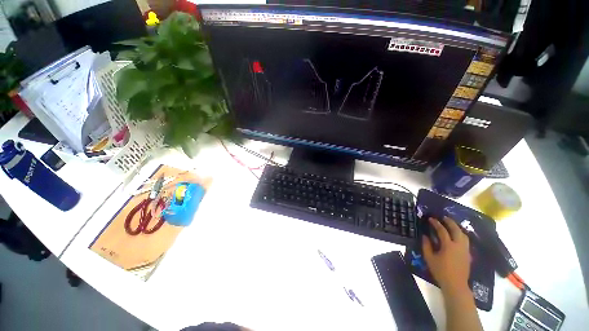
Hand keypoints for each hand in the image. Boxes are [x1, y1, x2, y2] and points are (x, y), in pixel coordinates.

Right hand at [422, 217, 470, 293]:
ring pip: (463, 235)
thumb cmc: (441, 271)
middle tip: (443, 217)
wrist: (456, 284)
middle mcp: (459, 245)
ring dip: (457, 228)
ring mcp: (465, 250)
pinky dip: (461, 234)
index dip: (436, 223)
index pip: (442, 231)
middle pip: (456, 230)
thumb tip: (425, 236)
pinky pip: (465, 240)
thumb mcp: (429, 258)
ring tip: (451, 225)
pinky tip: (456, 236)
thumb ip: (426, 246)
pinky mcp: (468, 254)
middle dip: (450, 222)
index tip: (431, 219)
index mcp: (448, 246)